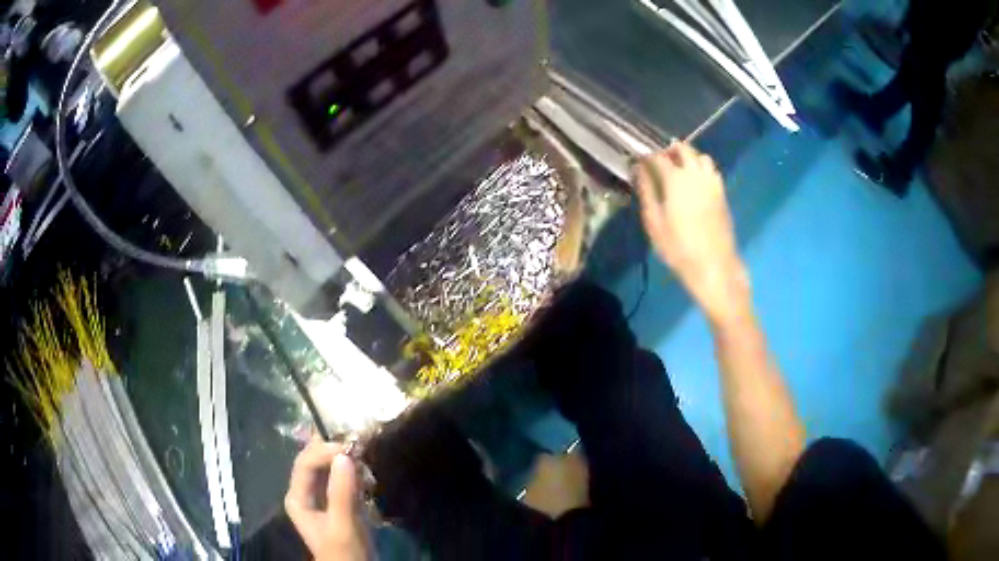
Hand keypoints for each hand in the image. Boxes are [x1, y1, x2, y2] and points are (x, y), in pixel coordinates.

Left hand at [285, 441, 367, 560]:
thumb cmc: (345, 552)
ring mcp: (320, 497)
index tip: (351, 450)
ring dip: (345, 463)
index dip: (324, 452)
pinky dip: (353, 474)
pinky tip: (366, 477)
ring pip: (328, 469)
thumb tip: (345, 455)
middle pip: (314, 462)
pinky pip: (341, 479)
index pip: (305, 463)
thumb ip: (341, 492)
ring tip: (365, 464)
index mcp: (298, 497)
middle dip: (334, 454)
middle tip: (360, 450)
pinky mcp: (337, 502)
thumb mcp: (343, 524)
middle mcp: (305, 493)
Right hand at [633, 142, 748, 322]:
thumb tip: (639, 170)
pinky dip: (701, 168)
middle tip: (658, 161)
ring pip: (701, 156)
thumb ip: (647, 192)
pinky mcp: (722, 193)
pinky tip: (695, 182)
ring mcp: (713, 182)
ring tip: (679, 169)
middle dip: (669, 150)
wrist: (714, 266)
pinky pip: (712, 170)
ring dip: (689, 157)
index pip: (659, 156)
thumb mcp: (654, 222)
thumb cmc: (679, 248)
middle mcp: (696, 174)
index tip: (638, 160)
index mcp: (676, 179)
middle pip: (683, 149)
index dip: (647, 155)